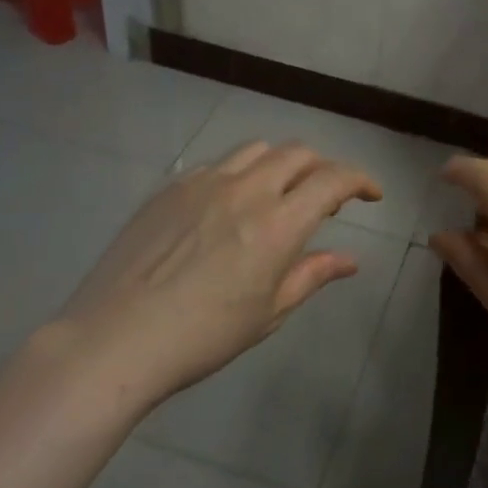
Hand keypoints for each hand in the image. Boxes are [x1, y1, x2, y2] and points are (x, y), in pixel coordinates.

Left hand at [45, 141, 382, 409]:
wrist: (116, 338)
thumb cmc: (203, 336)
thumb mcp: (268, 312)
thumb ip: (312, 275)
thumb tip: (351, 260)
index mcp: (277, 224)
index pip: (333, 180)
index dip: (360, 180)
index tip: (372, 194)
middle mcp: (245, 190)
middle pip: (298, 153)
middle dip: (323, 167)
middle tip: (328, 195)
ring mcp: (204, 182)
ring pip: (257, 150)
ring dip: (282, 163)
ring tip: (280, 192)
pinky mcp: (171, 187)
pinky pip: (218, 165)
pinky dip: (241, 173)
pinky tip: (231, 205)